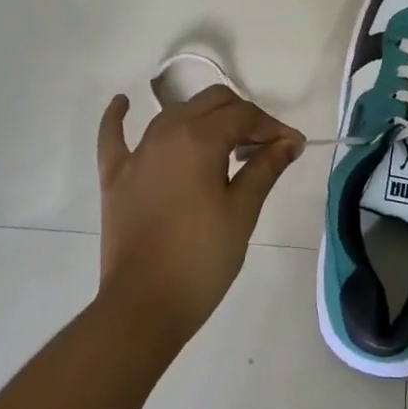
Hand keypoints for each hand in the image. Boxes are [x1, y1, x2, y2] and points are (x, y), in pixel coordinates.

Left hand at [96, 85, 303, 345]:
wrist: (143, 306)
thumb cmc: (202, 259)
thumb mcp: (242, 212)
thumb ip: (264, 168)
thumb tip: (288, 142)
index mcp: (200, 138)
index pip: (244, 115)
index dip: (272, 127)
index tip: (293, 146)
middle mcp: (166, 132)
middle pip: (211, 103)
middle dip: (242, 116)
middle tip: (264, 146)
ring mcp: (137, 153)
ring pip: (174, 113)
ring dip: (203, 117)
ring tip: (226, 141)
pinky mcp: (115, 176)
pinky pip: (114, 136)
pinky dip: (118, 117)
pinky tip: (123, 102)